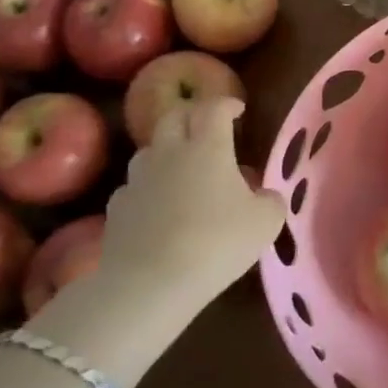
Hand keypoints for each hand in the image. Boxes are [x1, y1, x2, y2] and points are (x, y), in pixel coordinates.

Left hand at [98, 97, 284, 310]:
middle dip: (192, 115)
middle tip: (208, 127)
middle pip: (174, 117)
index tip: (238, 109)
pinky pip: (134, 187)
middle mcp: (169, 153)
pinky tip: (157, 206)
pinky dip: (148, 188)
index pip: (214, 108)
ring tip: (182, 167)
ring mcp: (137, 180)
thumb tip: (265, 195)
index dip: (226, 103)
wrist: (149, 284)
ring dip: (167, 150)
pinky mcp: (116, 209)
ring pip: (150, 150)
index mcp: (208, 147)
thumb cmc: (217, 243)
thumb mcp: (265, 223)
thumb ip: (270, 201)